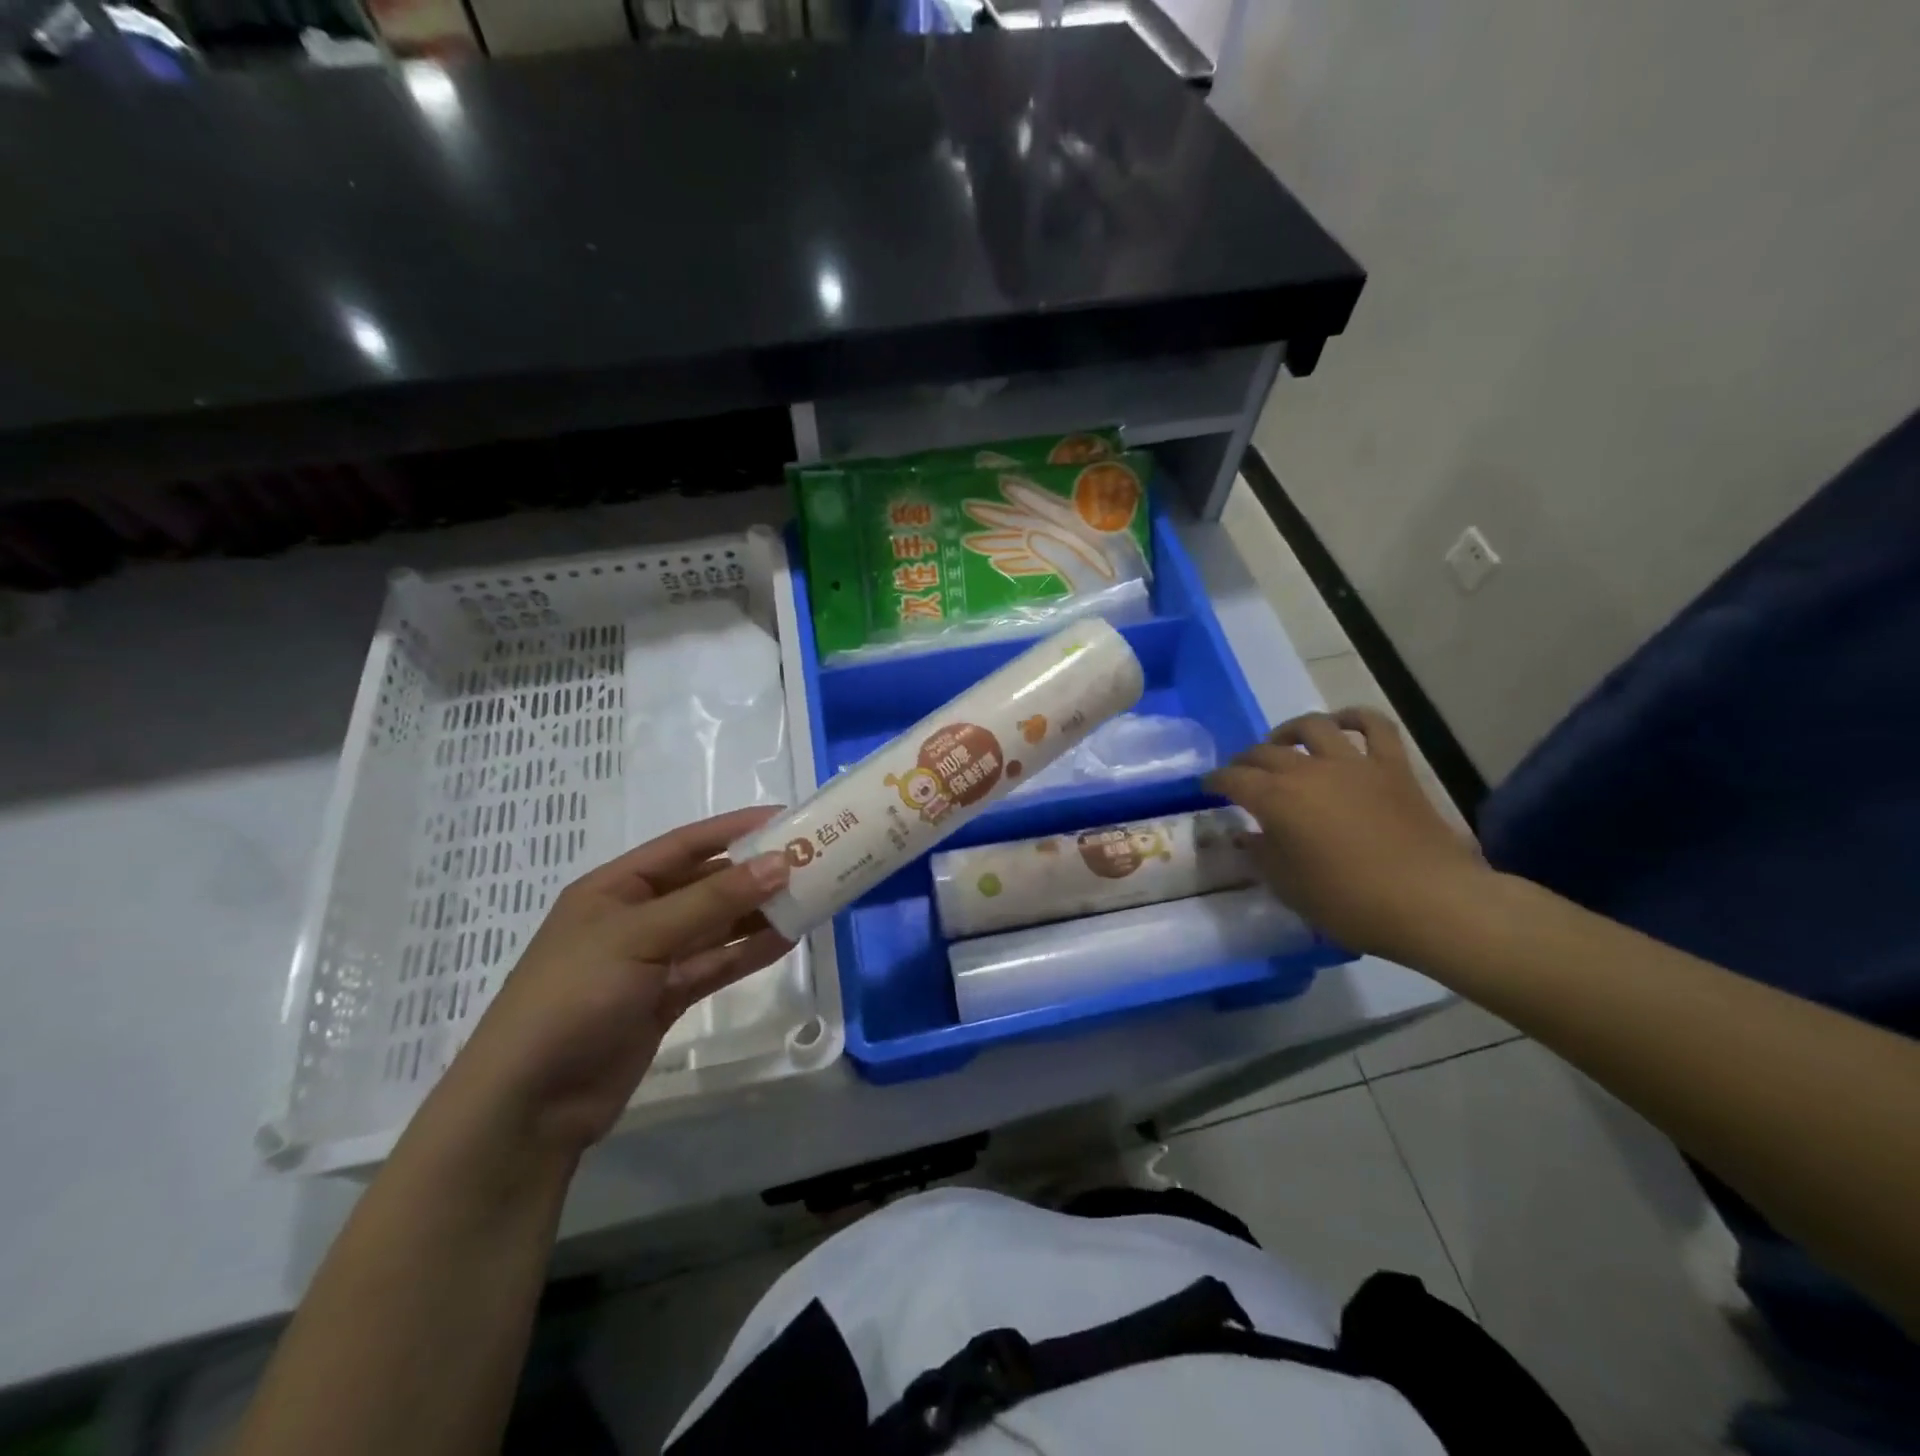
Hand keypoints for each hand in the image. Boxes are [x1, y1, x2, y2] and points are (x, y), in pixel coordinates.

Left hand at [440, 807, 791, 1154]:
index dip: (734, 829)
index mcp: (615, 888)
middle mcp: (635, 917)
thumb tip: (780, 862)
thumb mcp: (640, 936)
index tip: (785, 819)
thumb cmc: (573, 998)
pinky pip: (716, 964)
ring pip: (716, 927)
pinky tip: (787, 939)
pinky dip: (748, 952)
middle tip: (810, 861)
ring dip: (758, 914)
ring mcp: (652, 960)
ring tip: (810, 898)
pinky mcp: (666, 998)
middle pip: (705, 885)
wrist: (528, 1104)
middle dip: (754, 874)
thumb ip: (712, 900)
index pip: (685, 846)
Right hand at [1205, 709, 1487, 959]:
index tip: (1208, 787)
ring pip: (1313, 727)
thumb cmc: (1348, 902)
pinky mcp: (1392, 767)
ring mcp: (1353, 763)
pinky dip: (1355, 717)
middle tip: (1240, 774)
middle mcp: (1308, 771)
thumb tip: (1247, 834)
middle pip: (1265, 752)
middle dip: (1245, 760)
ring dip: (1290, 731)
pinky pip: (1375, 726)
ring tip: (1283, 743)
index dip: (1215, 781)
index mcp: (1276, 800)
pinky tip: (1341, 724)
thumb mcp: (1288, 886)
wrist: (1429, 902)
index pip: (1233, 779)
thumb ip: (1261, 854)